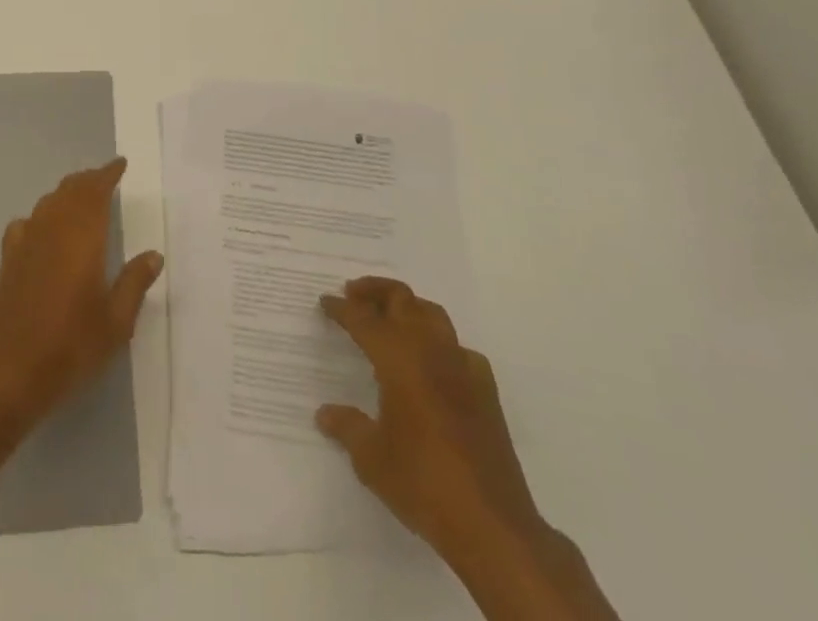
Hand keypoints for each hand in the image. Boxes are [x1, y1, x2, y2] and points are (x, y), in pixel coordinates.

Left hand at [0, 158, 162, 426]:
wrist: (9, 371)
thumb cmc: (70, 346)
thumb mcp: (115, 321)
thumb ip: (134, 283)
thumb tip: (153, 255)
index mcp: (82, 236)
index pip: (95, 191)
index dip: (107, 174)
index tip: (120, 164)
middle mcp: (52, 228)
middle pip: (70, 190)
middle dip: (89, 181)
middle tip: (106, 180)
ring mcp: (27, 241)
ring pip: (49, 202)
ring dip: (67, 195)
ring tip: (82, 200)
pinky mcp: (9, 259)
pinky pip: (27, 223)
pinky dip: (41, 217)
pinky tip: (44, 231)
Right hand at [316, 278, 543, 563]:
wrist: (492, 525)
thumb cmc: (422, 483)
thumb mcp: (371, 458)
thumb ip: (347, 427)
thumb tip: (325, 414)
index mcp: (398, 358)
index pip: (363, 318)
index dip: (341, 308)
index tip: (325, 302)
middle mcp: (430, 350)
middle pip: (401, 299)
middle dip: (374, 292)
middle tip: (353, 295)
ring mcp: (463, 367)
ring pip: (432, 314)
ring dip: (407, 308)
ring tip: (390, 320)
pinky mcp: (486, 390)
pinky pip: (459, 349)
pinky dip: (440, 344)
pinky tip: (434, 365)